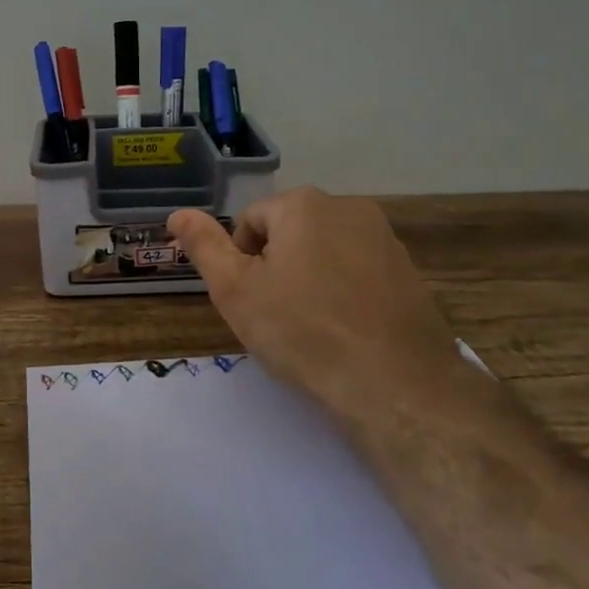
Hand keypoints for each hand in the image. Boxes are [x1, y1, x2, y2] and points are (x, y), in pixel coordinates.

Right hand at [168, 188, 464, 422]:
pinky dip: (344, 294)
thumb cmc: (302, 331)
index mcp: (304, 205)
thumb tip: (177, 215)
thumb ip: (204, 246)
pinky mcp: (410, 272)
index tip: (250, 302)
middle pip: (290, 233)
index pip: (250, 222)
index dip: (240, 263)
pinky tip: (345, 332)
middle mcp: (349, 208)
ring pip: (325, 253)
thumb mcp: (235, 290)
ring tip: (311, 327)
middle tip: (276, 316)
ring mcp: (386, 239)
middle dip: (276, 268)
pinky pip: (359, 273)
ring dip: (309, 280)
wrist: (395, 384)